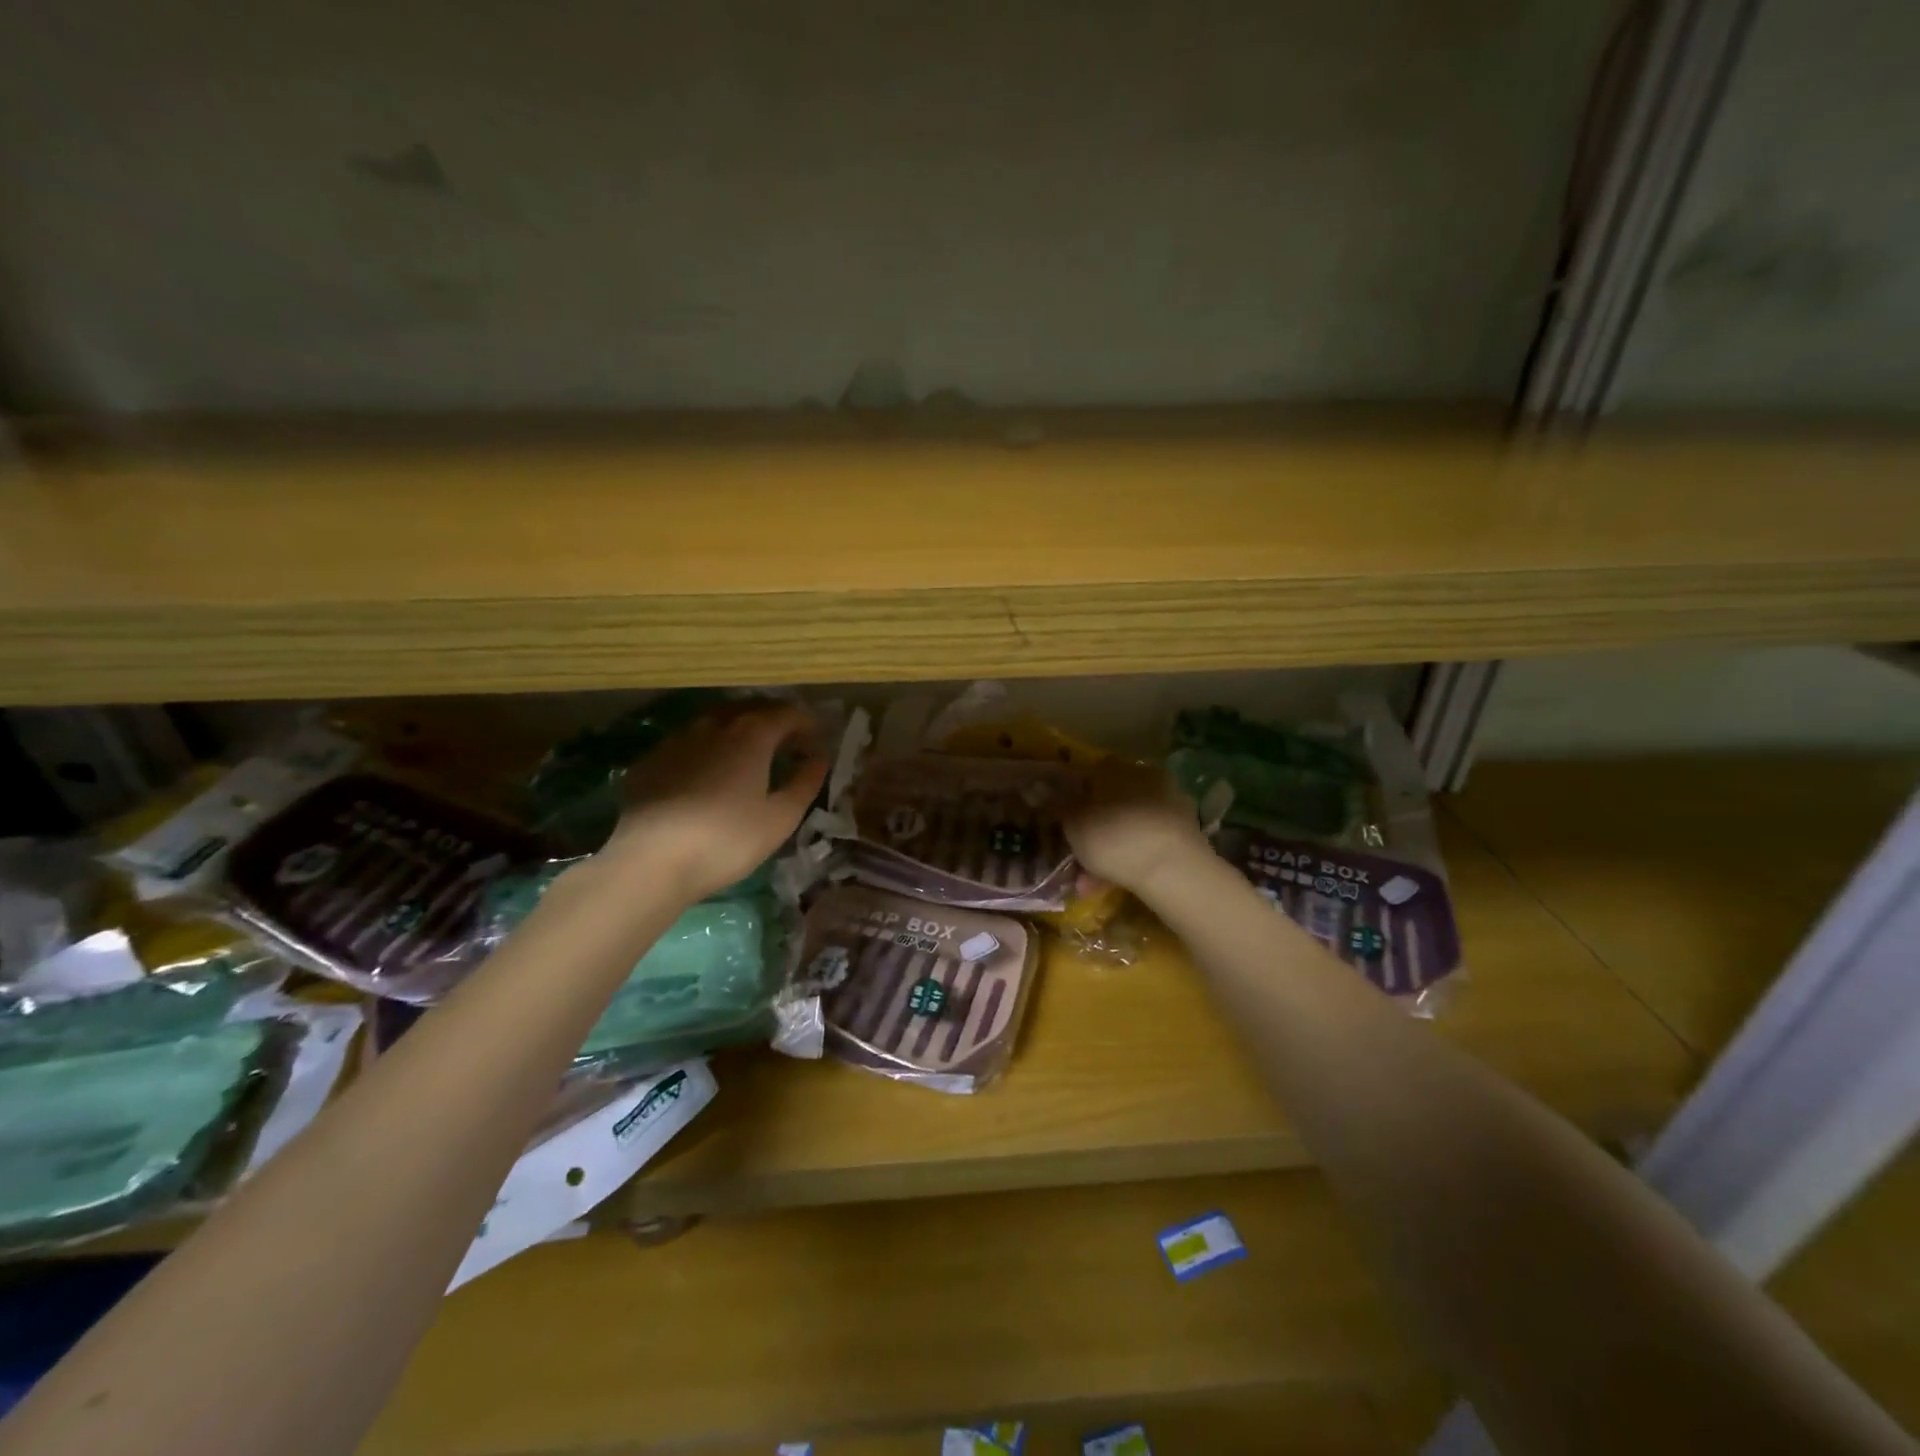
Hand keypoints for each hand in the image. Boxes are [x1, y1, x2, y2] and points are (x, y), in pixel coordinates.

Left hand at [601, 702, 827, 900]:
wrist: (650, 861)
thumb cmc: (727, 839)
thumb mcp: (780, 818)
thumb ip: (805, 782)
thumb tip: (819, 758)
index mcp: (751, 734)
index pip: (787, 713)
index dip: (807, 724)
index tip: (817, 743)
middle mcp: (714, 724)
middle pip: (751, 709)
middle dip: (774, 721)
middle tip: (787, 745)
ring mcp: (677, 739)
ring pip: (715, 721)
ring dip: (738, 730)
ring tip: (748, 755)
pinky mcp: (650, 760)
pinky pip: (687, 742)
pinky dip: (706, 748)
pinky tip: (705, 773)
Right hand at [1063, 759, 1210, 896]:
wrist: (1174, 871)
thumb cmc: (1114, 837)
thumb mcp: (1074, 822)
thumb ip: (1056, 804)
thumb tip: (1037, 788)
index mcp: (1119, 768)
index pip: (1089, 774)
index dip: (1071, 797)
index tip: (1060, 820)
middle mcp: (1147, 779)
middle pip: (1109, 803)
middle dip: (1090, 829)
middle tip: (1072, 853)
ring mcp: (1170, 808)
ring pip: (1126, 828)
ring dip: (1105, 852)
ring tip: (1085, 882)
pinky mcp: (1185, 837)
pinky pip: (1144, 847)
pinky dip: (1126, 863)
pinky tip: (1109, 886)